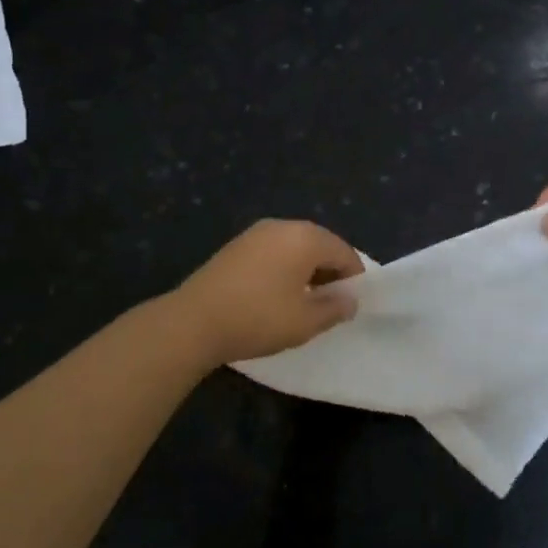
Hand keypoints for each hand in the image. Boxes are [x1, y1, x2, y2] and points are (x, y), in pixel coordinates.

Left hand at [172, 219, 364, 363]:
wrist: (193, 322)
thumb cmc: (258, 318)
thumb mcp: (305, 321)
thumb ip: (334, 308)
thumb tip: (349, 300)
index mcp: (305, 237)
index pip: (344, 252)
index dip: (354, 278)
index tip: (351, 305)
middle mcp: (282, 226)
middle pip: (320, 245)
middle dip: (330, 273)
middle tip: (329, 305)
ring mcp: (256, 233)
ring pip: (295, 248)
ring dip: (306, 271)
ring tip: (303, 303)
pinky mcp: (236, 246)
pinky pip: (273, 252)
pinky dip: (283, 269)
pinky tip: (275, 296)